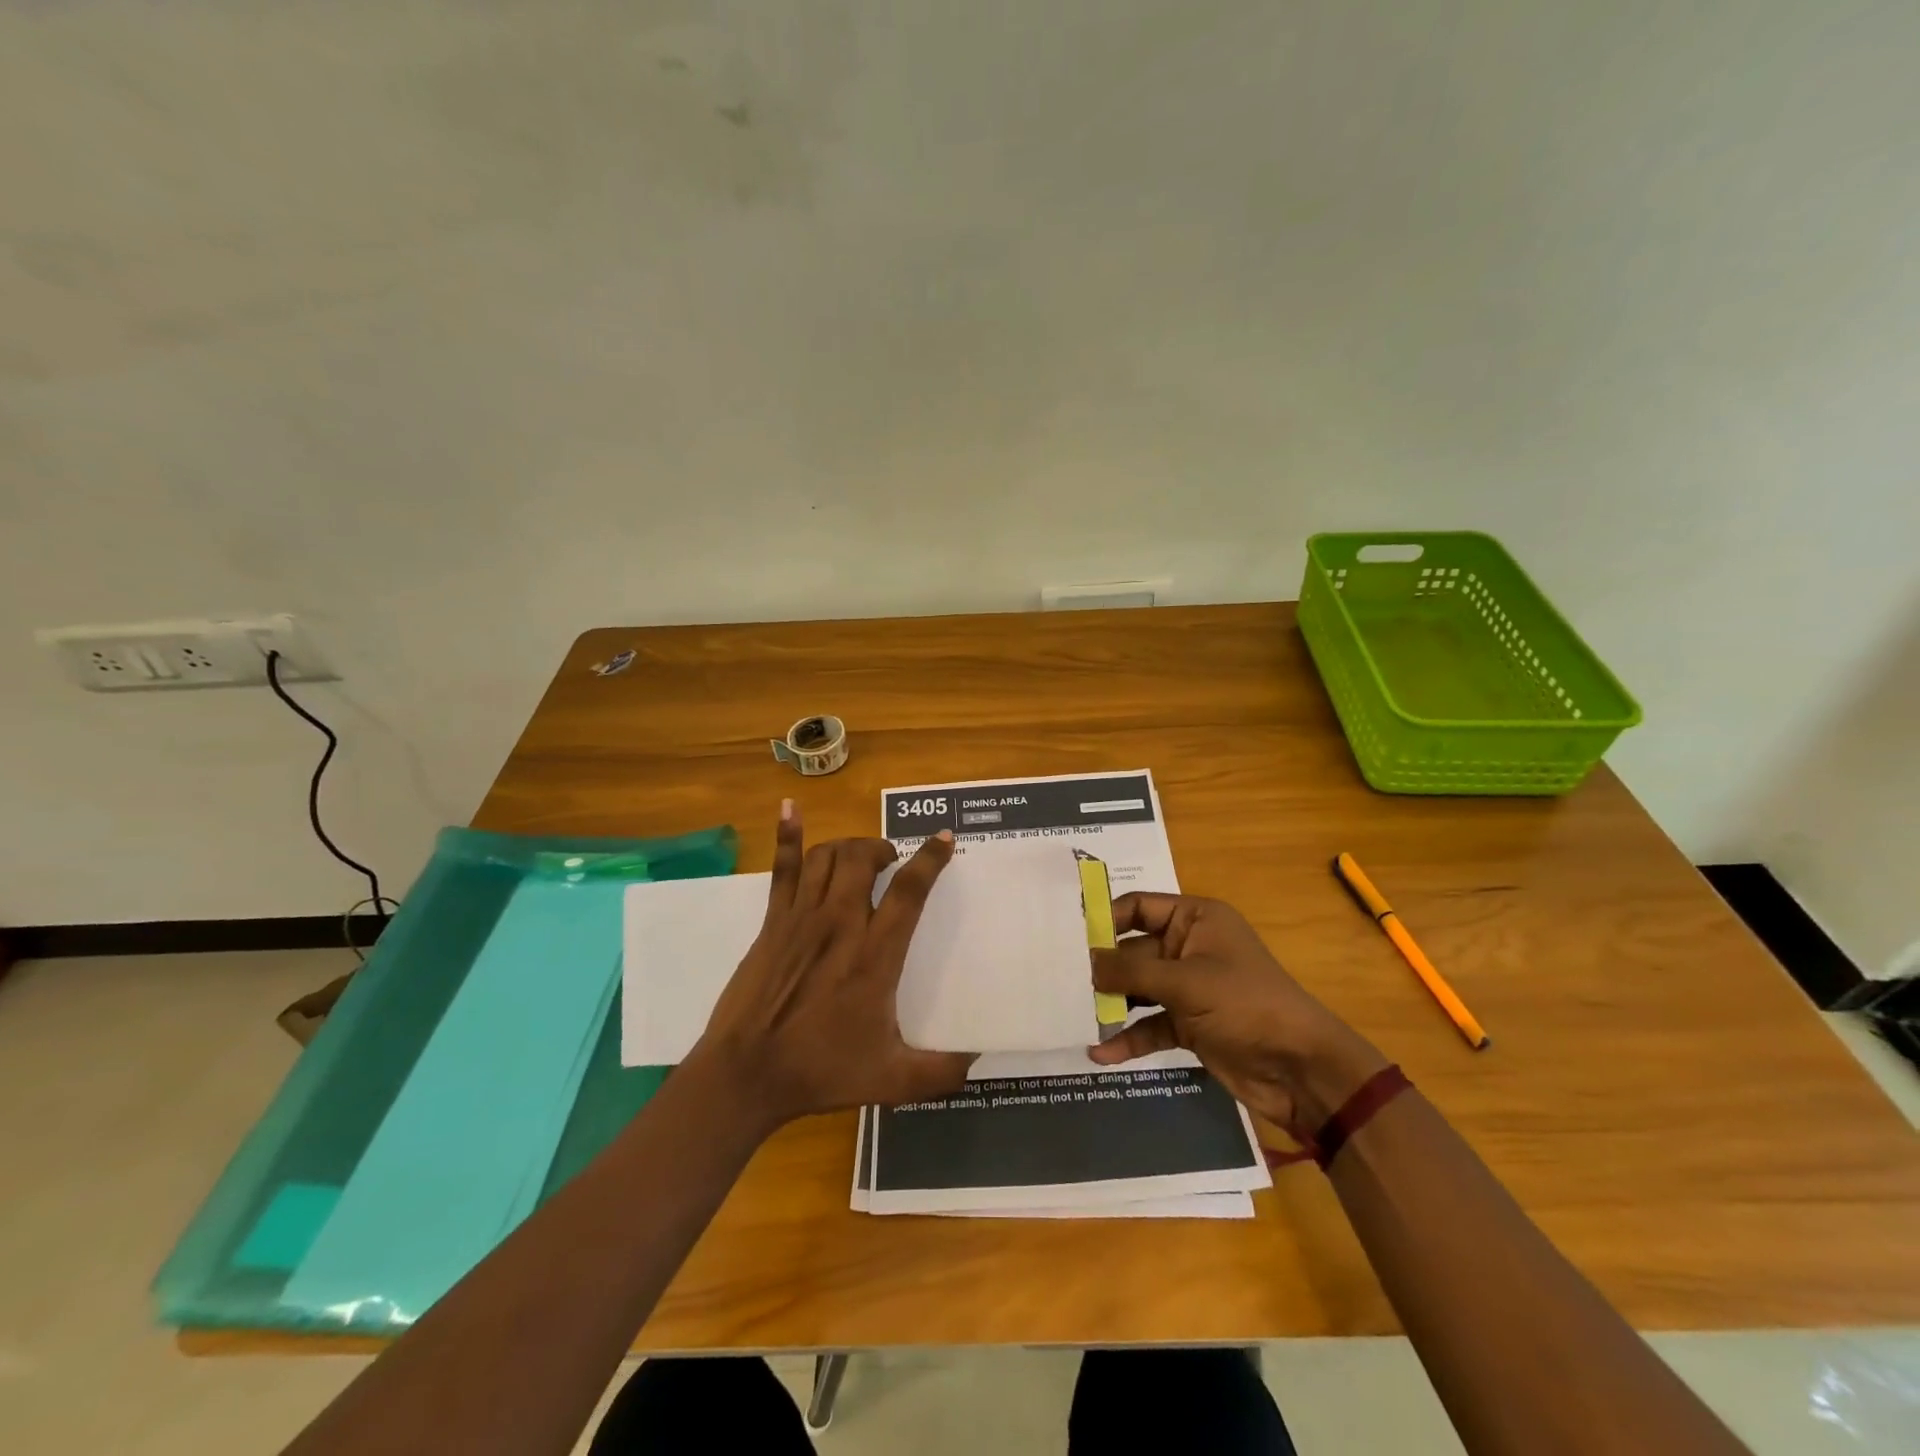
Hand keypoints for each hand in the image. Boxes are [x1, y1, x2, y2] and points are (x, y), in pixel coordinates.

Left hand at [694, 803, 975, 1127]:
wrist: (747, 1075)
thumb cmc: (821, 1072)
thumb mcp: (892, 1080)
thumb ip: (941, 1071)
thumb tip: (980, 1058)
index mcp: (874, 955)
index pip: (908, 890)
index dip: (929, 859)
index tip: (943, 839)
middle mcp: (840, 923)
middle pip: (862, 858)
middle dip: (882, 849)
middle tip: (890, 862)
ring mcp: (801, 918)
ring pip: (827, 856)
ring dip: (848, 847)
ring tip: (858, 857)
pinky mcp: (772, 922)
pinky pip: (783, 869)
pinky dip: (788, 837)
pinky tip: (789, 810)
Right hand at [1088, 893, 1386, 1137]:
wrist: (1301, 1070)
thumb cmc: (1246, 1005)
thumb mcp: (1187, 982)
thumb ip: (1131, 970)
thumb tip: (1084, 962)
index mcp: (1196, 919)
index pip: (1138, 907)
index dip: (1104, 918)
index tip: (1066, 936)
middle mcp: (1189, 947)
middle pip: (1132, 950)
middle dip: (1100, 966)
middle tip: (1057, 978)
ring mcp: (1188, 988)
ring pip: (1137, 989)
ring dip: (1109, 1003)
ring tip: (1070, 1013)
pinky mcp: (1188, 1025)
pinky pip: (1149, 1025)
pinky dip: (1128, 1037)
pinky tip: (1099, 1053)